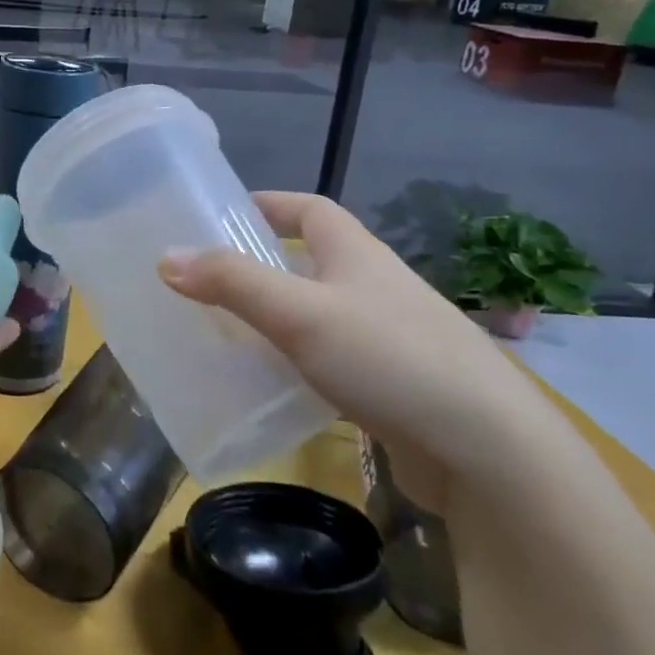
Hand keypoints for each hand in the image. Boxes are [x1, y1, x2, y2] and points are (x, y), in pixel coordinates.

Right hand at [158, 192, 562, 512]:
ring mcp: (388, 337)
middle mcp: (374, 286)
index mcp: (356, 253)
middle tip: (208, 282)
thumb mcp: (300, 313)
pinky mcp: (393, 385)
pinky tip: (271, 386)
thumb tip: (166, 257)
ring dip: (276, 317)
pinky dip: (297, 362)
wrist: (488, 451)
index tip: (222, 215)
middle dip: (261, 265)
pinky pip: (330, 359)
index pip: (309, 208)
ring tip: (225, 333)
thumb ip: (232, 283)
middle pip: (310, 261)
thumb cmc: (390, 358)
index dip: (268, 203)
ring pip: (318, 314)